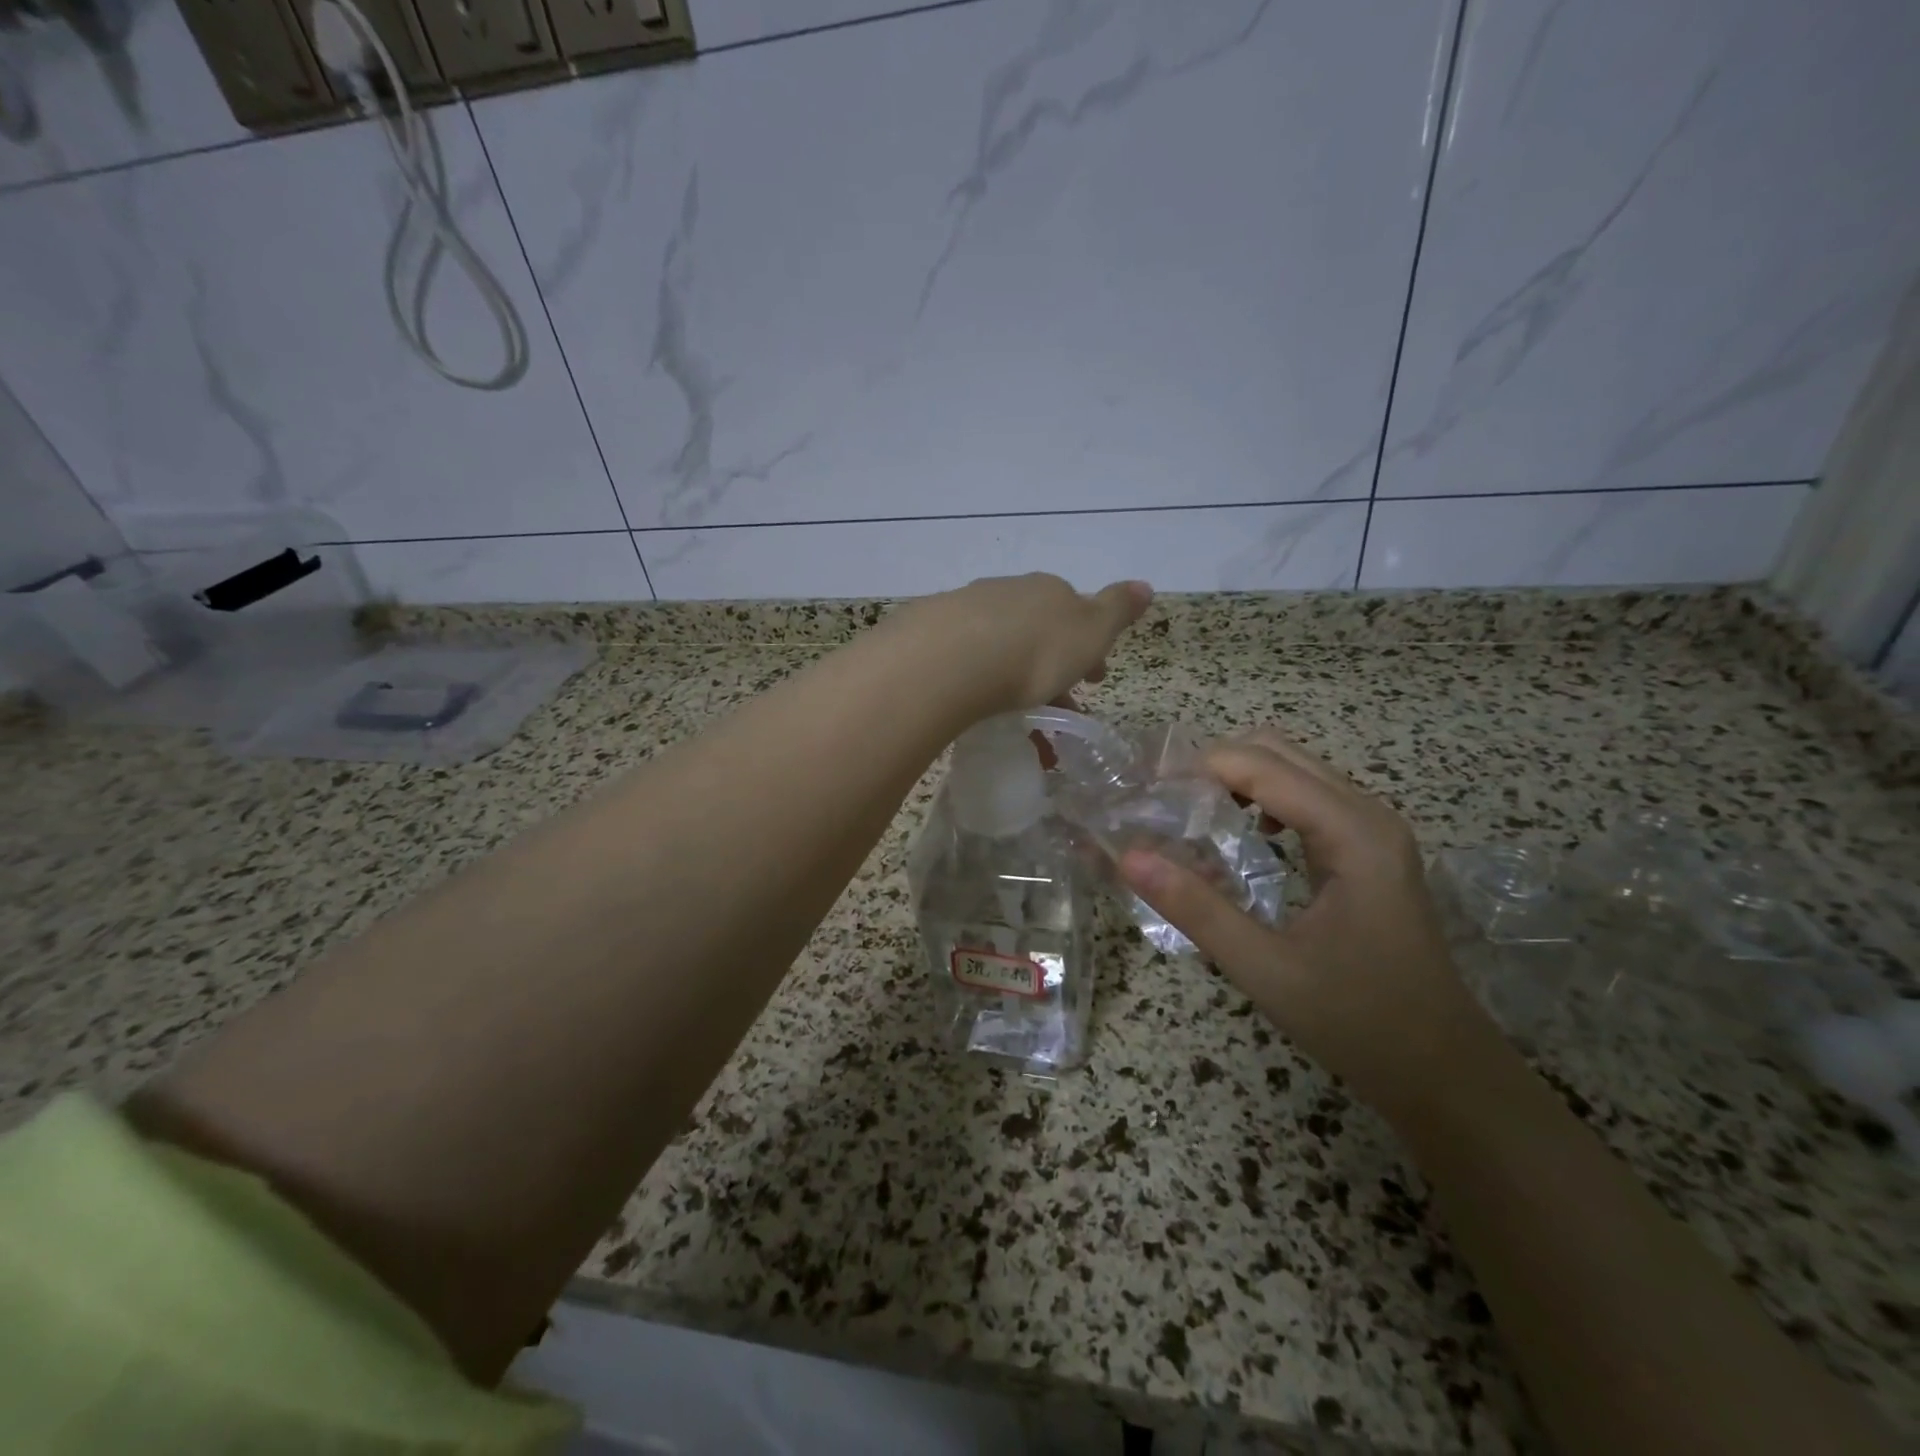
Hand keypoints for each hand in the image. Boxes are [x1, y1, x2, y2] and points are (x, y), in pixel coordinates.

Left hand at [904, 574, 1153, 715]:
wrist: (954, 659)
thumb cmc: (1037, 651)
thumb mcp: (1092, 632)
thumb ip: (1118, 609)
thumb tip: (1145, 585)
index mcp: (1049, 590)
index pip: (1076, 613)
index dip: (1088, 646)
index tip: (1093, 679)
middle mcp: (1009, 591)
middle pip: (1037, 628)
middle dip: (1050, 662)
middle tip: (1056, 704)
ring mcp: (967, 608)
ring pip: (1001, 643)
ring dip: (1014, 674)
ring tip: (1017, 716)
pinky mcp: (933, 631)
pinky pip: (966, 657)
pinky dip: (979, 677)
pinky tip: (976, 699)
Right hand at [1119, 728, 1499, 1117]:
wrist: (1443, 1069)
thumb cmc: (1359, 1022)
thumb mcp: (1265, 969)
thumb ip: (1195, 907)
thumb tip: (1128, 856)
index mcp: (1352, 833)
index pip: (1260, 766)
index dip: (1197, 768)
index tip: (1144, 792)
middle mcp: (1367, 814)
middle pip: (1277, 751)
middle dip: (1214, 764)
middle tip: (1162, 802)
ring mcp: (1373, 829)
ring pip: (1292, 768)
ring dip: (1236, 778)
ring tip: (1188, 813)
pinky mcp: (1368, 848)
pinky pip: (1306, 797)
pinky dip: (1261, 798)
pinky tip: (1240, 835)